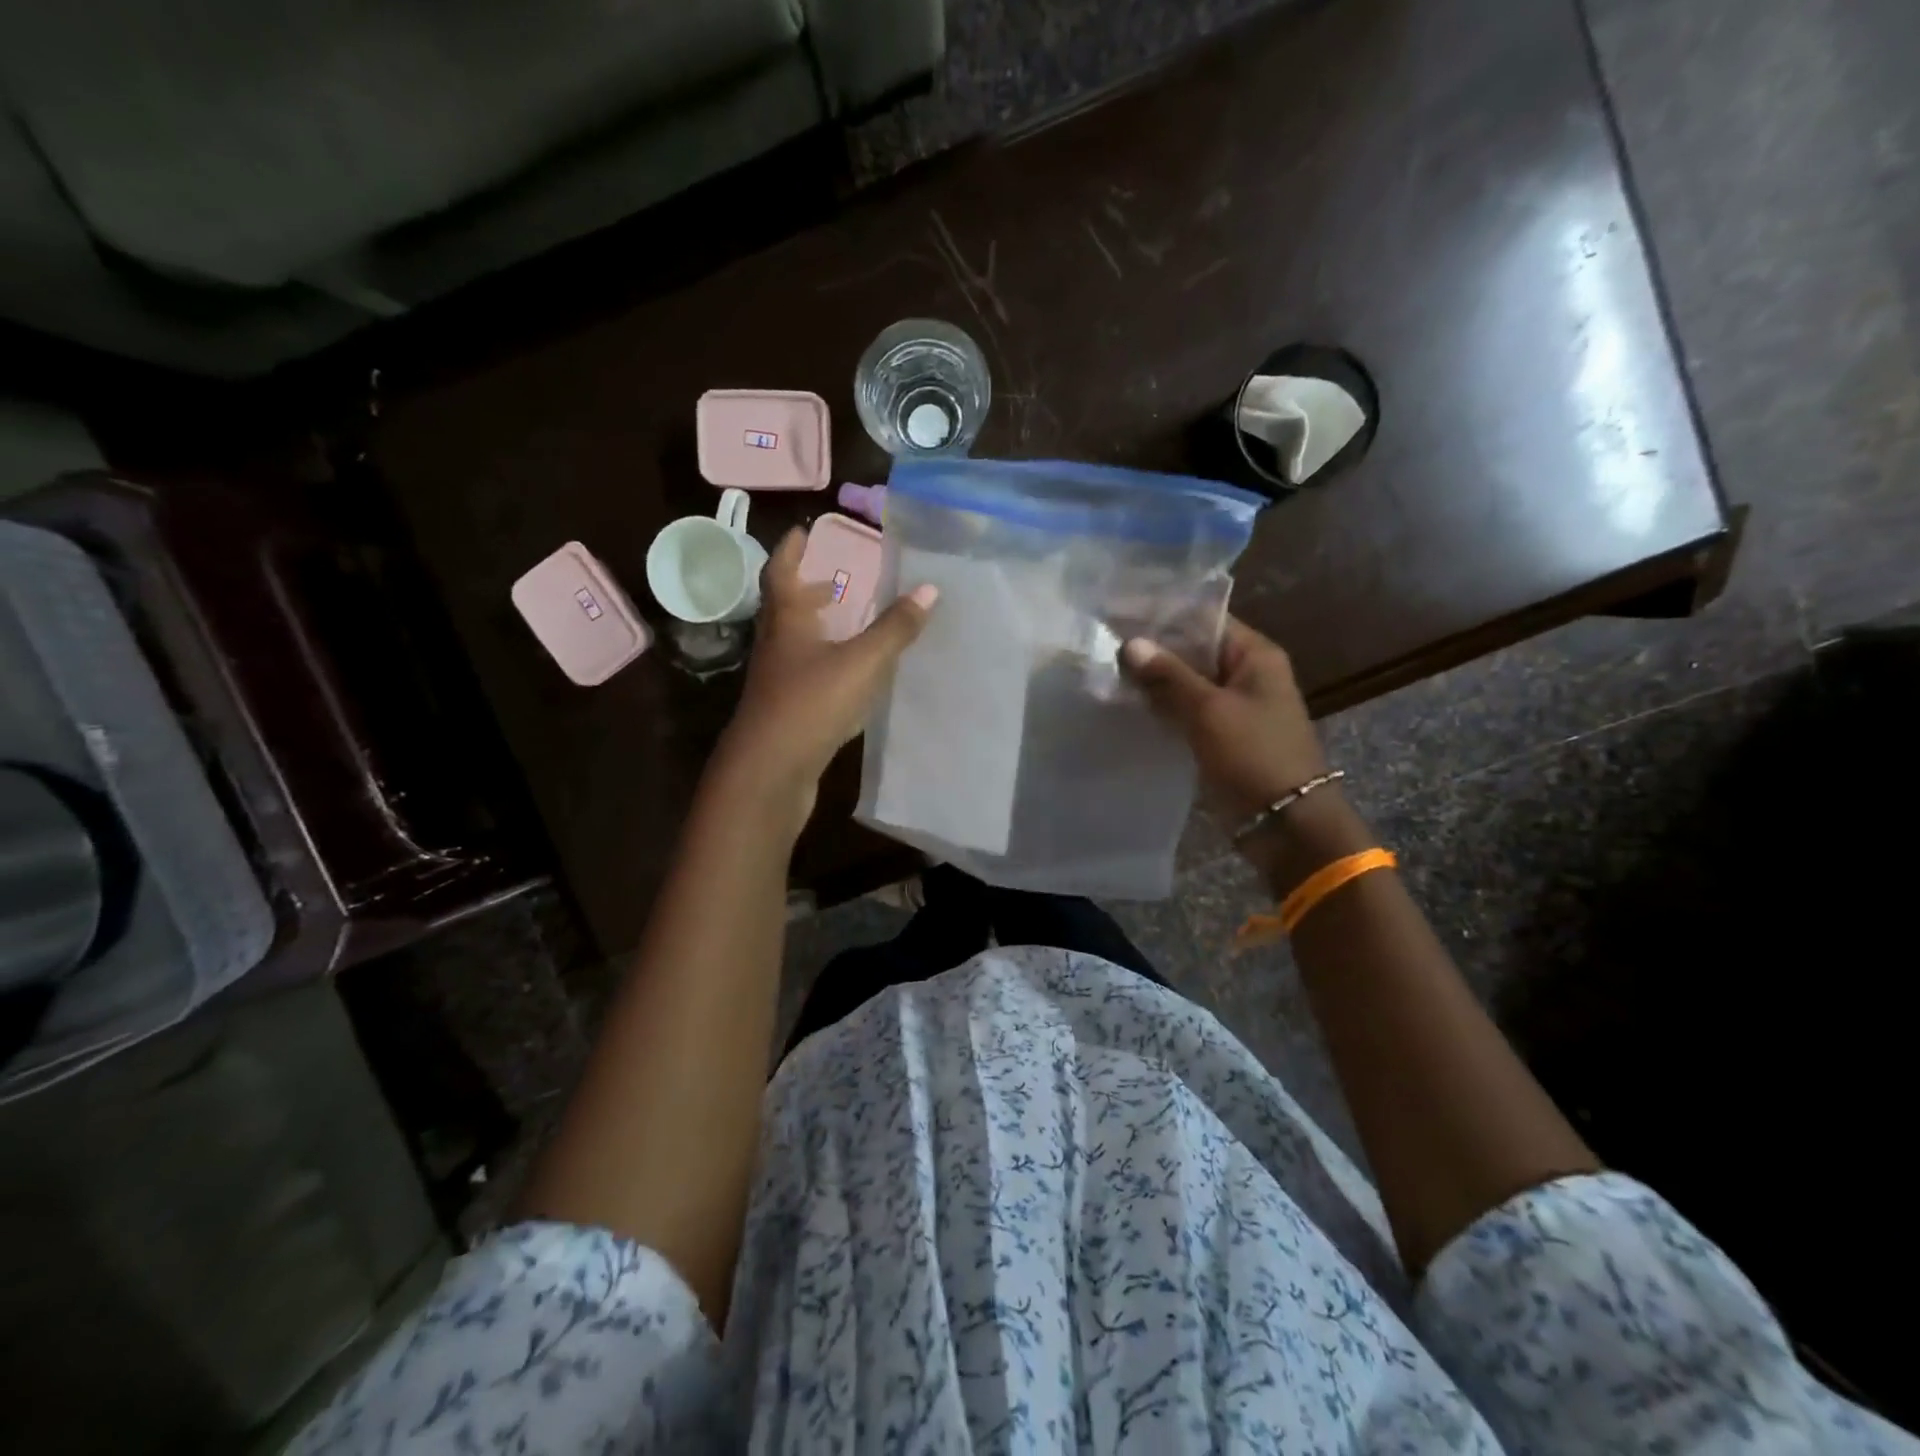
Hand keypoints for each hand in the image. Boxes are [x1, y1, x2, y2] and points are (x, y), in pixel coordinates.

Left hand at [712, 528, 937, 820]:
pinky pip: (806, 675)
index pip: (780, 574)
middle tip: (832, 576)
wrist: (769, 773)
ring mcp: (777, 683)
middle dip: (806, 589)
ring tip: (845, 621)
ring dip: (816, 627)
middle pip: (785, 608)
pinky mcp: (786, 713)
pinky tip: (848, 675)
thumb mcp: (860, 662)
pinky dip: (824, 662)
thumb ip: (894, 629)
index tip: (803, 530)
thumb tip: (930, 589)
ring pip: (795, 643)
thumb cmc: (810, 705)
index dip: (790, 550)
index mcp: (786, 623)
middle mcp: (776, 647)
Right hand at [1122, 616, 1328, 823]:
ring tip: (1108, 671)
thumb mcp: (1209, 710)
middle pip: (1193, 649)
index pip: (1203, 619)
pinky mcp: (1221, 733)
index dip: (1163, 614)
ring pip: (1186, 681)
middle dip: (1153, 649)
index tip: (1120, 613)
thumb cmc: (1253, 755)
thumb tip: (1130, 644)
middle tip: (1105, 643)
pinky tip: (1128, 704)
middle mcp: (1246, 673)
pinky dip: (1162, 706)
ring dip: (1153, 679)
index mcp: (1254, 655)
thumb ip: (1169, 675)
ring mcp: (1233, 705)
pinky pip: (1186, 709)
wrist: (1285, 821)